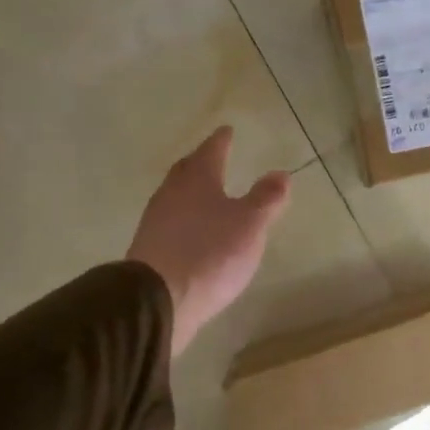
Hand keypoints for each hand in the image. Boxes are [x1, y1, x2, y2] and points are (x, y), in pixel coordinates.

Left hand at [128, 126, 291, 356]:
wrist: (158, 299)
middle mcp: (171, 194)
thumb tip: (280, 173)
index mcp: (197, 180)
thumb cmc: (210, 253)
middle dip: (201, 162)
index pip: (211, 151)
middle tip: (213, 157)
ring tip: (206, 194)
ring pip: (175, 196)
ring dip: (190, 191)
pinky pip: (169, 222)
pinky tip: (192, 231)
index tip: (227, 130)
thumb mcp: (250, 225)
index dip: (221, 140)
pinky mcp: (149, 249)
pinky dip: (183, 218)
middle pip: (187, 170)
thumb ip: (266, 198)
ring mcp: (155, 221)